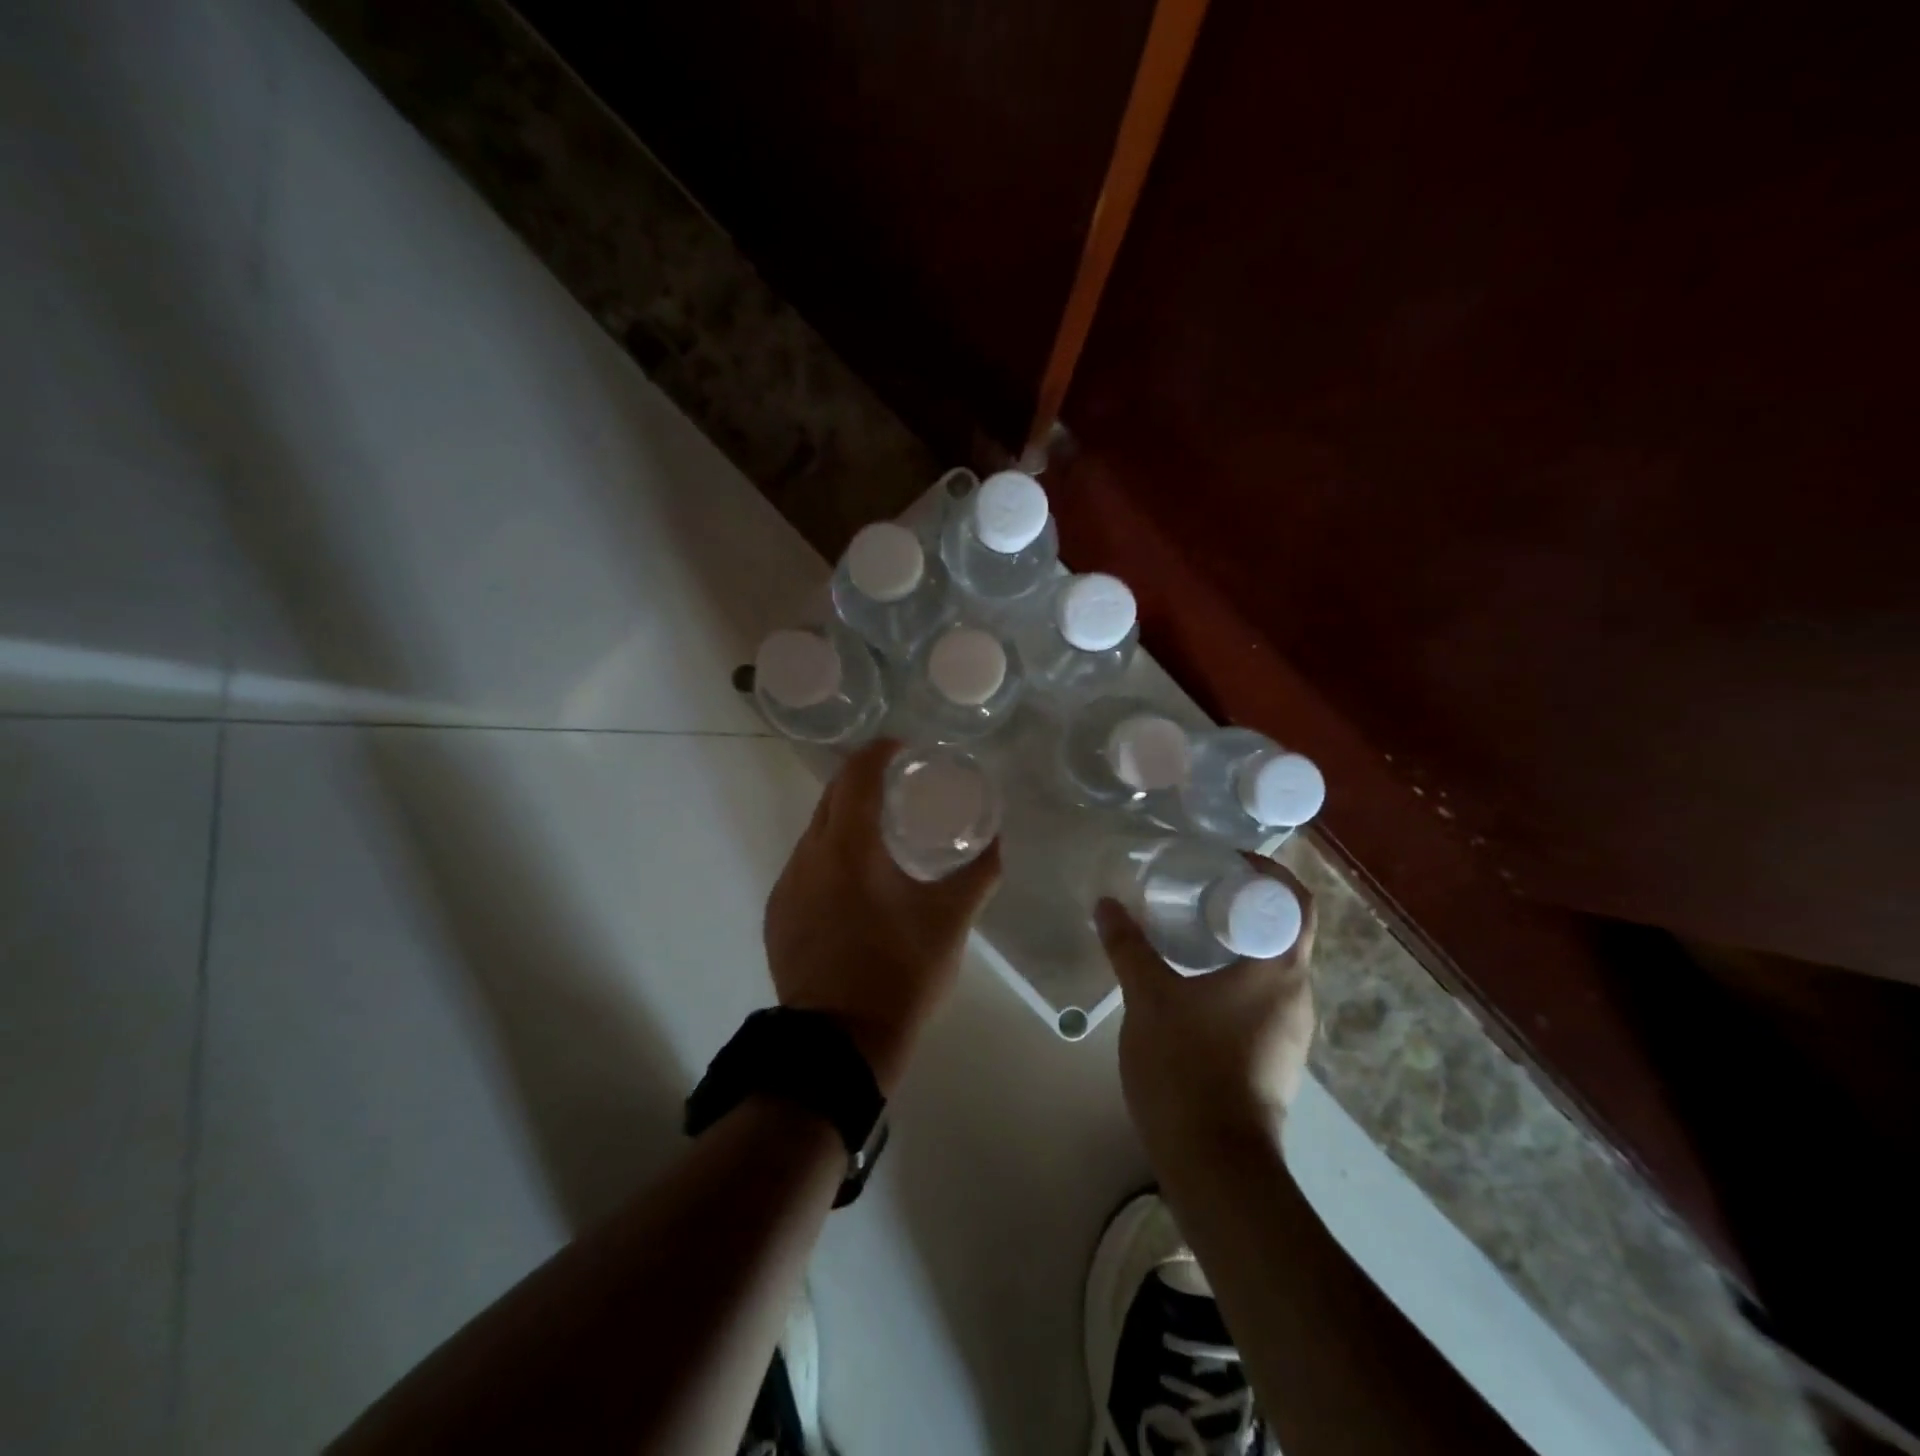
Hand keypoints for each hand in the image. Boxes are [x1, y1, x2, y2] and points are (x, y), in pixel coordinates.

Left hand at [764, 738, 1000, 1093]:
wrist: (839, 1045)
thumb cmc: (900, 974)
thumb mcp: (950, 922)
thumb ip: (978, 874)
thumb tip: (997, 840)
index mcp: (848, 848)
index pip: (856, 776)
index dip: (879, 752)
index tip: (905, 749)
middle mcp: (808, 856)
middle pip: (831, 798)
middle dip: (862, 782)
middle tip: (900, 788)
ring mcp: (787, 887)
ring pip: (815, 833)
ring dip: (845, 821)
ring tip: (881, 834)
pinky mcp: (777, 915)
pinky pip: (804, 867)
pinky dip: (830, 856)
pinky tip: (855, 883)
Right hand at [1095, 857, 1316, 1161]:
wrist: (1216, 1165)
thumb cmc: (1188, 1066)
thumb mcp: (1149, 998)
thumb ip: (1128, 947)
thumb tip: (1106, 904)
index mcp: (1279, 970)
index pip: (1295, 902)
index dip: (1267, 872)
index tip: (1224, 861)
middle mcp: (1298, 995)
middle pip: (1283, 932)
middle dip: (1242, 905)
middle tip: (1195, 890)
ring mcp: (1291, 1031)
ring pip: (1270, 968)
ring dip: (1236, 944)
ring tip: (1187, 931)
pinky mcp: (1276, 1058)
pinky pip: (1261, 999)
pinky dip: (1233, 978)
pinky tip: (1193, 984)